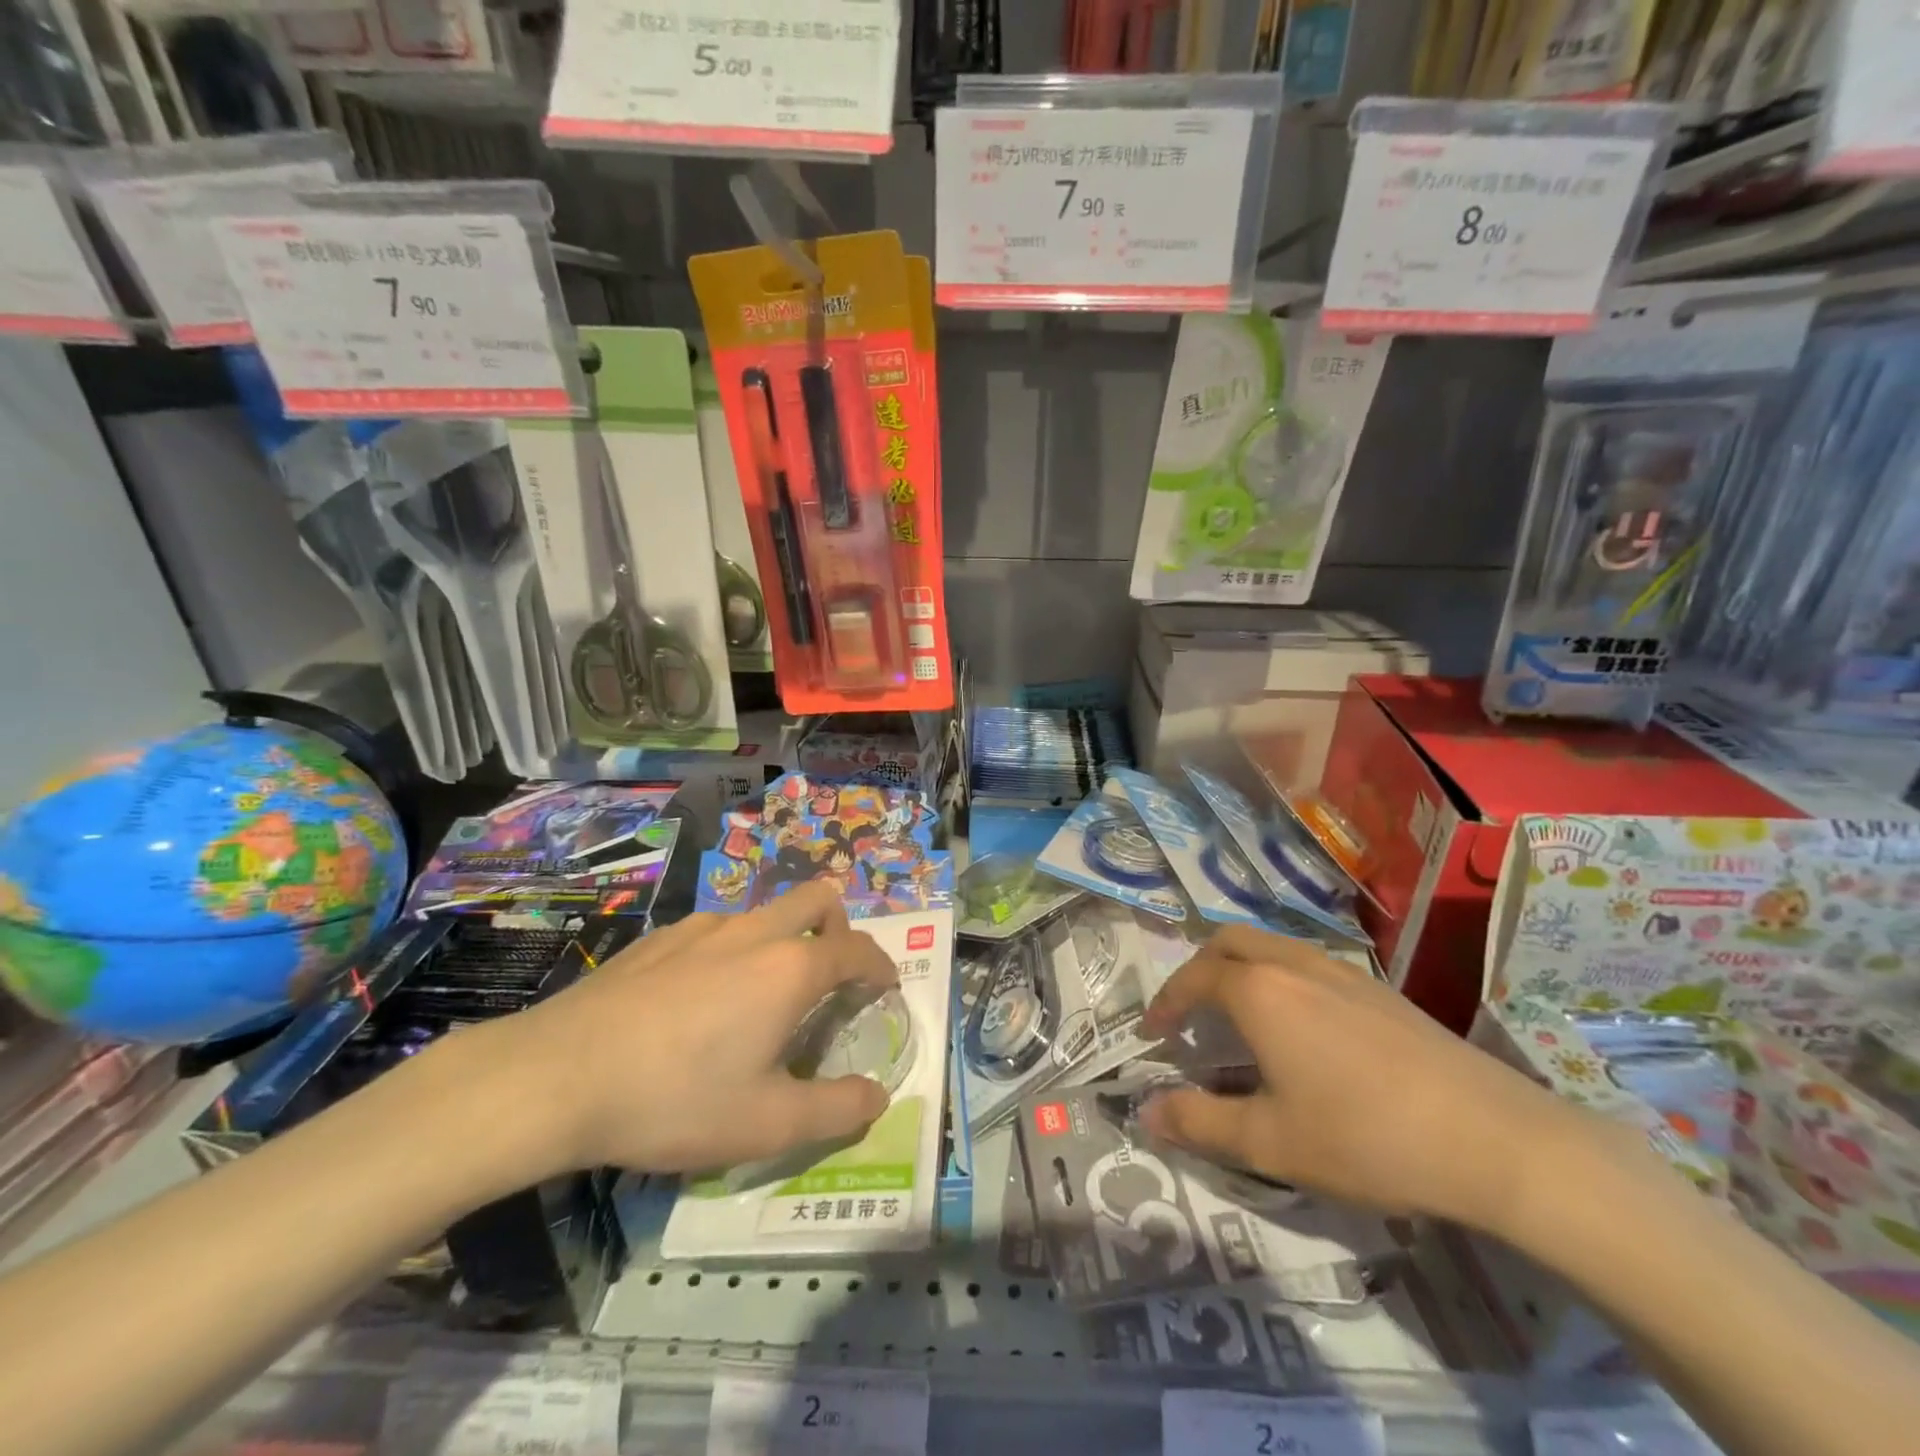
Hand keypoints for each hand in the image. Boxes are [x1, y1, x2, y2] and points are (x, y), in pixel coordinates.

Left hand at [442, 882, 897, 1179]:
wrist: (555, 1078)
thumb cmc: (674, 1100)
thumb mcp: (766, 1124)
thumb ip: (836, 1110)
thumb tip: (878, 1097)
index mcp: (790, 969)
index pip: (858, 949)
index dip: (881, 966)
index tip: (884, 988)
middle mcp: (754, 932)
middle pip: (817, 898)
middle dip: (839, 926)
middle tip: (831, 975)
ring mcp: (703, 928)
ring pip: (765, 911)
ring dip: (784, 938)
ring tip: (763, 995)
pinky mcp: (660, 937)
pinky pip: (718, 929)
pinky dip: (734, 950)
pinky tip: (701, 999)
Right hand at [1138, 925, 1577, 1229]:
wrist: (1497, 1140)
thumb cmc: (1367, 1139)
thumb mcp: (1271, 1143)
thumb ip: (1200, 1122)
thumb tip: (1145, 1113)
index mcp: (1260, 992)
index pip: (1195, 978)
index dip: (1167, 1001)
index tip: (1153, 1031)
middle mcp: (1294, 965)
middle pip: (1230, 942)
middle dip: (1199, 968)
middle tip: (1190, 1010)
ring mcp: (1342, 971)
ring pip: (1272, 947)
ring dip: (1241, 969)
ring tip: (1239, 1017)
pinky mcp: (1380, 989)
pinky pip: (1308, 963)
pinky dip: (1280, 978)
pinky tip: (1302, 1028)